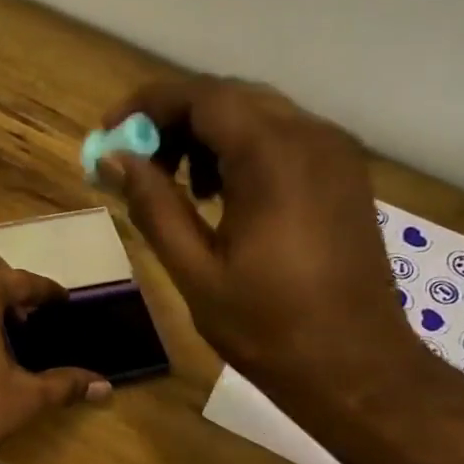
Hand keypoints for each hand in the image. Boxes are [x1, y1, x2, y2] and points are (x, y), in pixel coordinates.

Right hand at [98, 77, 421, 412]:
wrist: (354, 366)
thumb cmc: (267, 327)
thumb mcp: (195, 271)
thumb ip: (153, 206)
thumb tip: (114, 158)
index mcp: (273, 156)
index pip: (201, 97)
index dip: (147, 106)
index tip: (108, 133)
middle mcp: (312, 136)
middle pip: (230, 98)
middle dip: (174, 121)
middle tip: (137, 165)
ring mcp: (336, 153)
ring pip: (258, 115)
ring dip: (208, 136)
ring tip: (178, 187)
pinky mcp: (345, 175)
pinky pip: (284, 140)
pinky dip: (242, 152)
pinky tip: (221, 197)